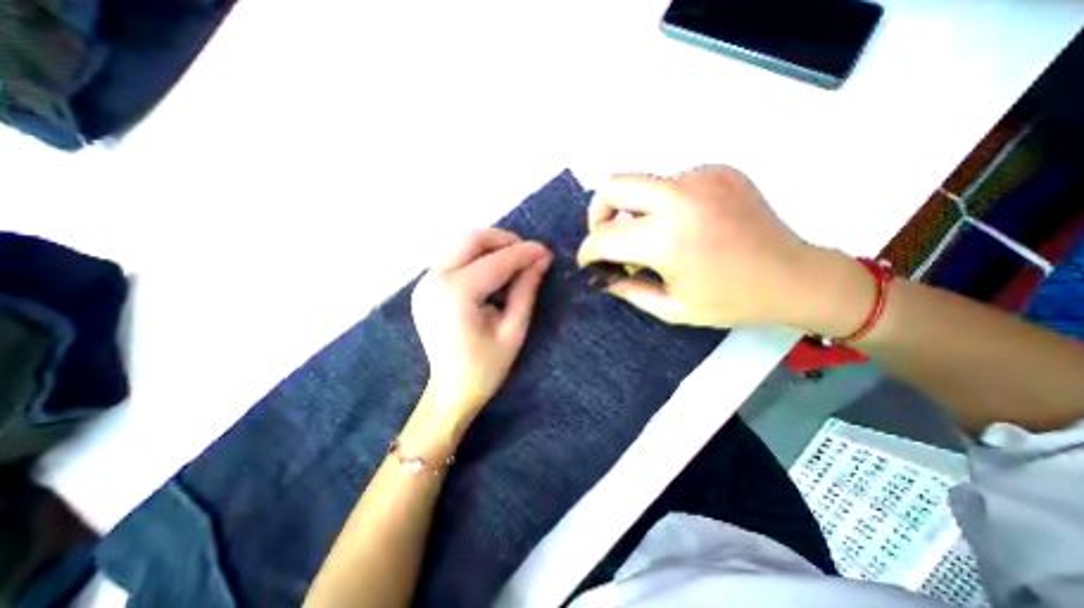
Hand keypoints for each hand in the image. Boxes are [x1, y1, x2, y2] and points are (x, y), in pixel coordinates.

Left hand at [414, 231, 554, 425]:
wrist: (452, 390)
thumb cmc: (487, 367)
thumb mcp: (514, 330)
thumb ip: (526, 290)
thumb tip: (542, 258)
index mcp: (455, 295)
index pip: (495, 261)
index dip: (524, 252)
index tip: (546, 251)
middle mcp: (434, 281)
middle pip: (470, 239)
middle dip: (503, 240)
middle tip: (528, 253)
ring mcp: (425, 282)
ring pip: (459, 243)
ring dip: (490, 246)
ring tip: (514, 261)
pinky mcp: (425, 286)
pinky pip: (453, 257)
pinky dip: (476, 256)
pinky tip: (493, 271)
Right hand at [580, 163, 851, 330]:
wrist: (795, 277)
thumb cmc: (731, 301)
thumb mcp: (671, 308)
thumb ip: (628, 290)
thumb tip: (602, 277)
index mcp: (668, 240)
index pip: (603, 236)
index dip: (588, 251)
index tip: (589, 262)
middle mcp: (681, 199)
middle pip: (613, 186)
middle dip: (598, 213)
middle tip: (608, 236)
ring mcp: (702, 178)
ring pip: (642, 184)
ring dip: (635, 210)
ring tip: (654, 235)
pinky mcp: (718, 170)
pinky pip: (672, 182)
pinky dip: (665, 203)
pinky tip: (685, 223)